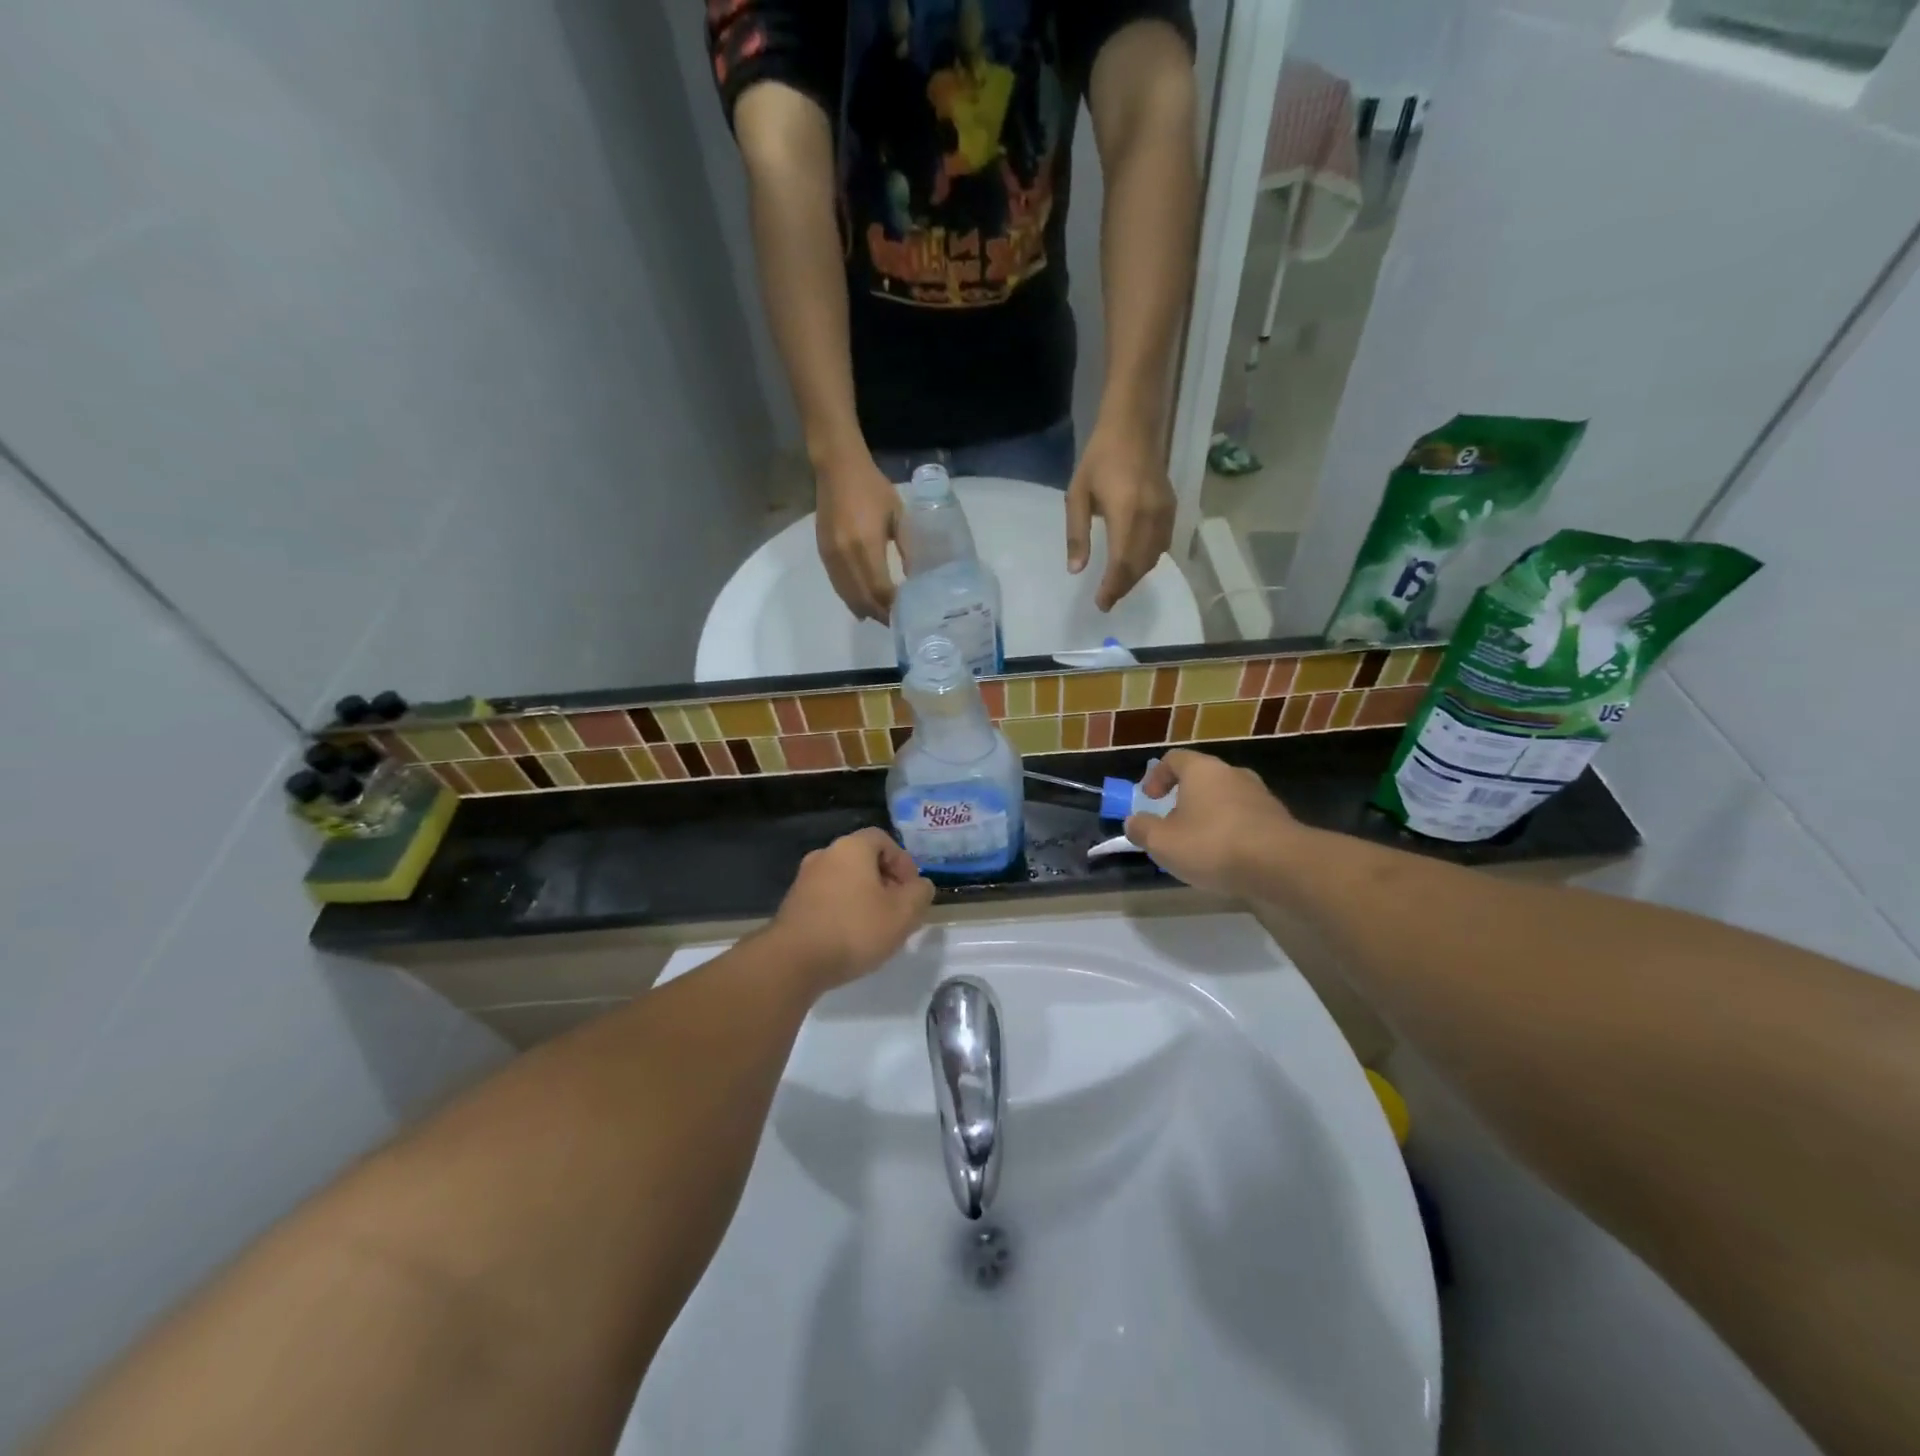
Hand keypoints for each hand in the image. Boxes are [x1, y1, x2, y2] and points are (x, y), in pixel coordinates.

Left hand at [771, 828, 934, 990]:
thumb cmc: (854, 929)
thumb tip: (920, 886)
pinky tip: (850, 937)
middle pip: (863, 859)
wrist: (793, 961)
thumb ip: (920, 894)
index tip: (912, 890)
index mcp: (851, 848)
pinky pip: (828, 898)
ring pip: (845, 880)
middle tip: (898, 910)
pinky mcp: (793, 904)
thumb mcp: (903, 914)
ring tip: (876, 927)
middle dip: (885, 881)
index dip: (903, 862)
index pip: (883, 839)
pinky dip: (843, 910)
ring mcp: (805, 879)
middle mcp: (825, 855)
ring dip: (864, 897)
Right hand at [815, 453, 901, 622]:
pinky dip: (851, 599)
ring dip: (865, 610)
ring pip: (848, 596)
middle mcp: (845, 556)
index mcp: (866, 545)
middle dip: (880, 614)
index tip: (908, 615)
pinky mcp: (823, 554)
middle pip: (863, 598)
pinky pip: (838, 586)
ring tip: (883, 618)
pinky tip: (863, 606)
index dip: (893, 606)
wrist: (837, 469)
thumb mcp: (899, 516)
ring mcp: (831, 557)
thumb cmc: (873, 489)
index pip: (880, 590)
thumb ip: (907, 547)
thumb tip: (916, 577)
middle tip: (897, 623)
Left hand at [1066, 422, 1175, 611]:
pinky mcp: (1172, 508)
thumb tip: (1076, 570)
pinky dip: (1148, 560)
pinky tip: (1134, 564)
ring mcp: (1165, 513)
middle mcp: (1150, 517)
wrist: (1133, 426)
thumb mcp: (1077, 495)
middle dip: (1123, 586)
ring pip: (1154, 557)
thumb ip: (1077, 534)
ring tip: (1117, 586)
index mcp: (1126, 513)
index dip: (1112, 587)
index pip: (1121, 562)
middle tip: (1107, 600)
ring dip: (1136, 576)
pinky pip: (1163, 544)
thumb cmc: (1100, 458)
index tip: (1101, 604)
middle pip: (1139, 565)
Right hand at [1123, 750, 1303, 894]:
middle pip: (1202, 778)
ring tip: (1199, 846)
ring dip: (1209, 817)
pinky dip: (1232, 832)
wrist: (1282, 866)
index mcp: (1202, 770)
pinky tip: (1227, 858)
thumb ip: (1142, 829)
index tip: (1149, 799)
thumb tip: (1132, 821)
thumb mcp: (1163, 842)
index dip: (1157, 776)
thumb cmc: (1213, 845)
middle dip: (1183, 800)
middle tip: (1172, 824)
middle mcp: (1232, 774)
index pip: (1174, 759)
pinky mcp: (1278, 820)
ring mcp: (1260, 796)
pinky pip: (1245, 819)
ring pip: (1225, 799)